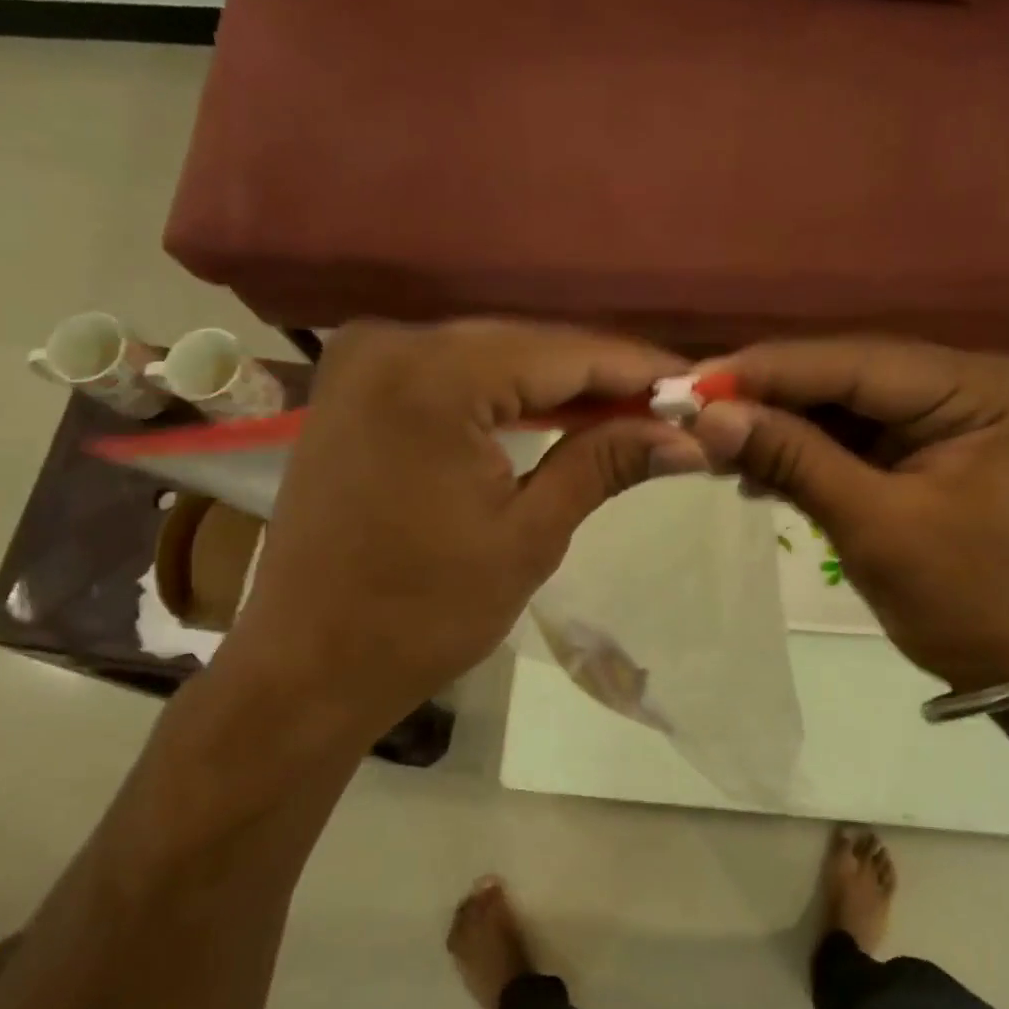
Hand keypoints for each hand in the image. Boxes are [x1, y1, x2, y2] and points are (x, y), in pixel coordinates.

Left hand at [219, 321, 705, 736]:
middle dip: (602, 377)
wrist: (309, 664)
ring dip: (558, 385)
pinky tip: (555, 414)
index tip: (699, 387)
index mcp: (433, 378)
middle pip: (526, 345)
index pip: (564, 353)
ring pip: (491, 356)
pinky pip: (451, 375)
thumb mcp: (529, 537)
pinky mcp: (353, 389)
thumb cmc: (424, 614)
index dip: (638, 369)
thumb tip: (688, 439)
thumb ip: (605, 464)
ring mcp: (363, 361)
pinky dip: (506, 394)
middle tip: (671, 407)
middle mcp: (391, 343)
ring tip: (628, 413)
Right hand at [689, 338, 1008, 690]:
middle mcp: (973, 384)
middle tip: (692, 408)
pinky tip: (756, 466)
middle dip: (771, 397)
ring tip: (713, 441)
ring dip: (781, 425)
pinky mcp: (931, 448)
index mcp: (984, 389)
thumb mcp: (875, 526)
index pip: (860, 363)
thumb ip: (794, 460)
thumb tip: (710, 418)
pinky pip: (856, 438)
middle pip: (851, 376)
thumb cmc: (966, 599)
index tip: (695, 381)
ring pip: (846, 406)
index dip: (772, 370)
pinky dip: (806, 452)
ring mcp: (953, 415)